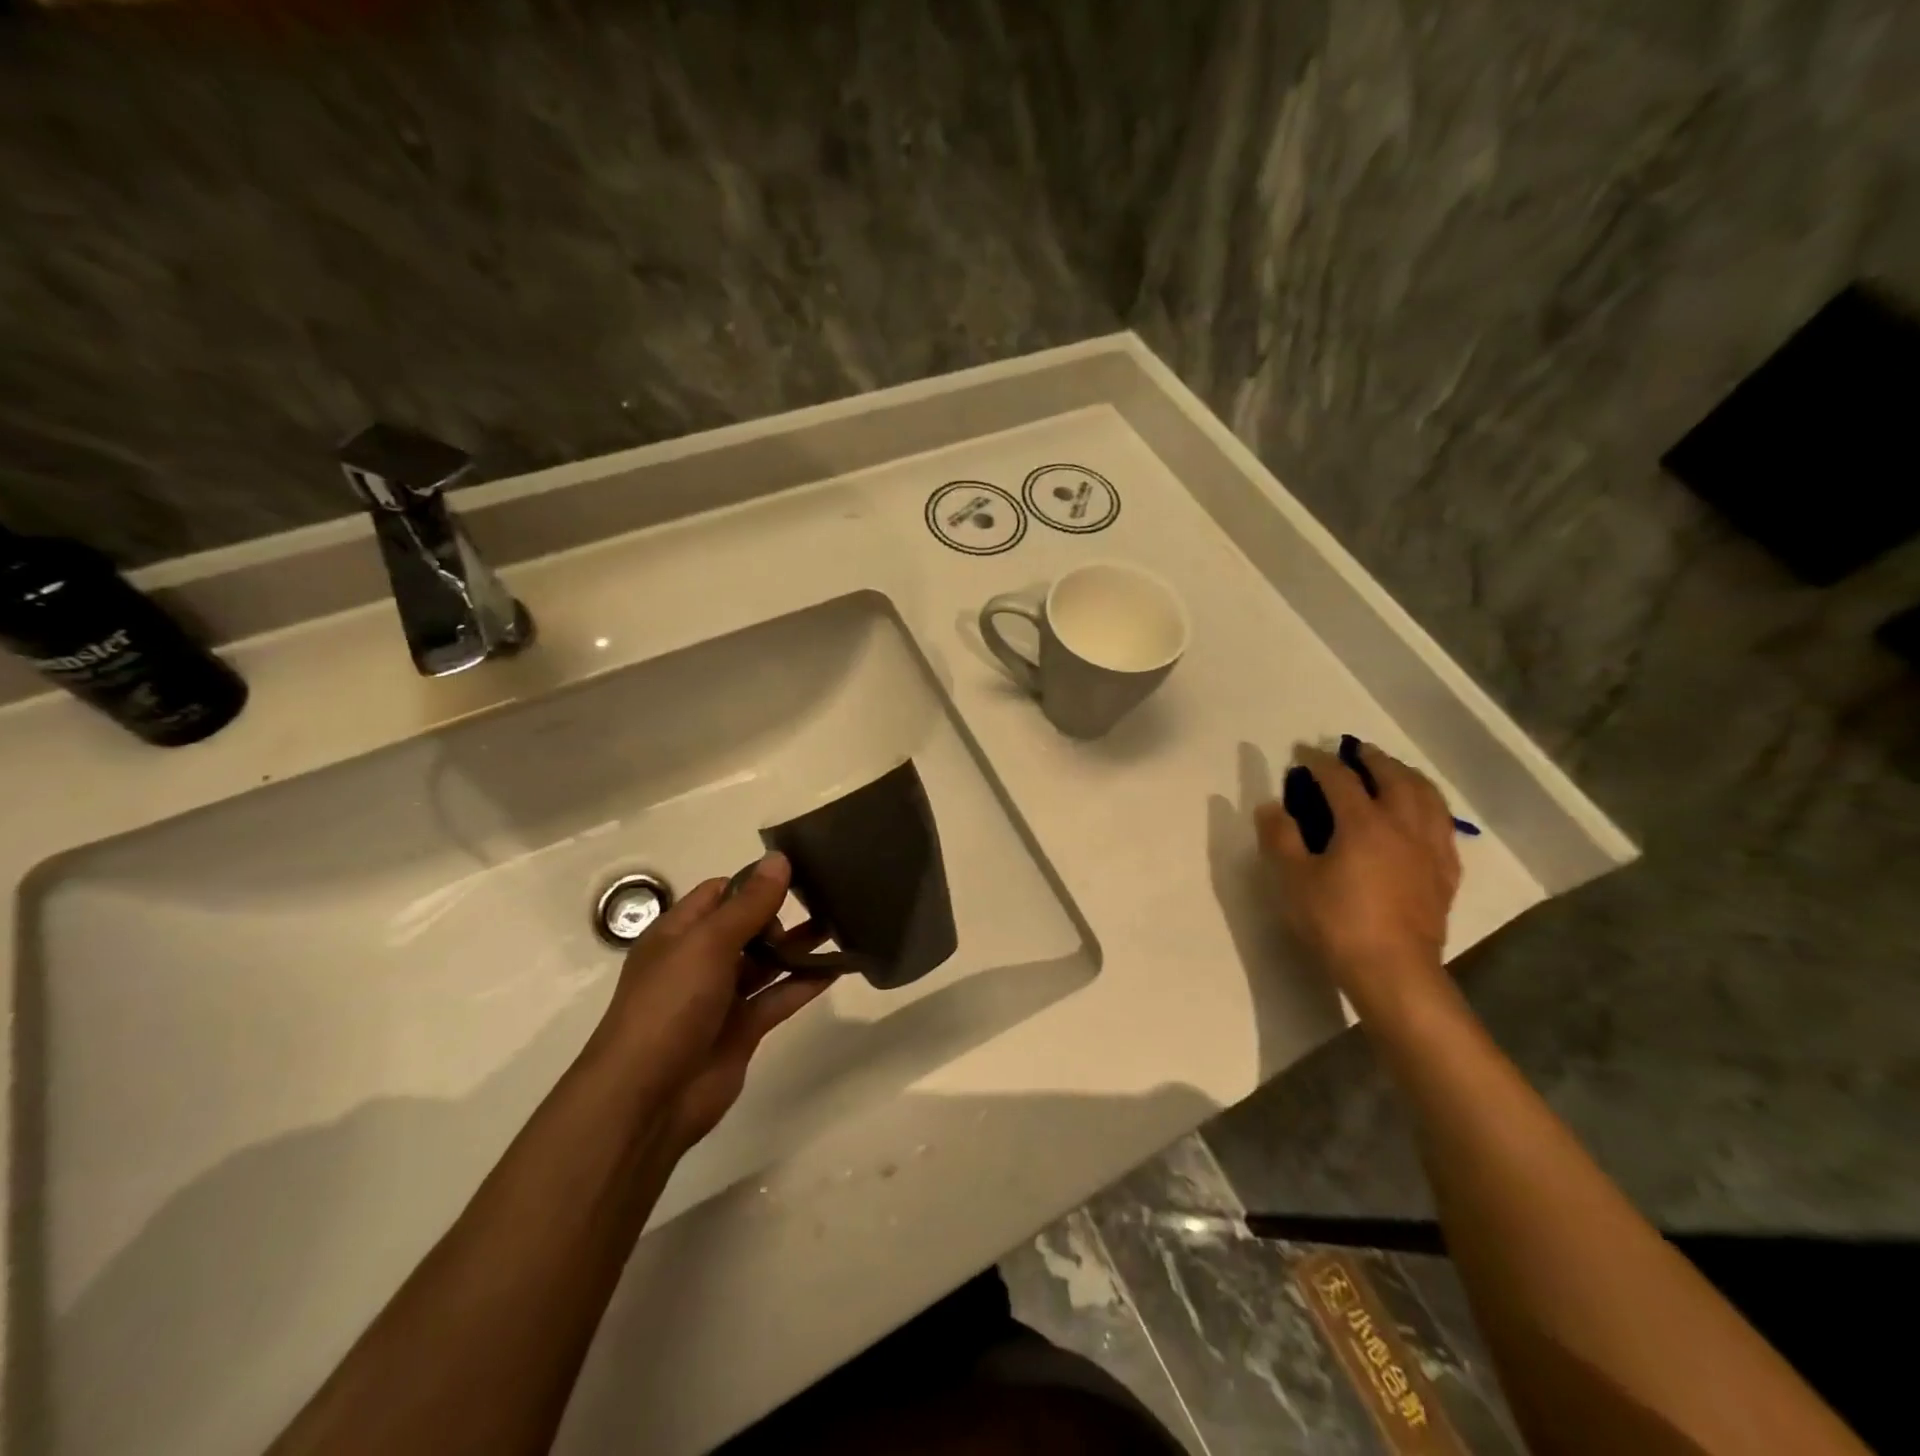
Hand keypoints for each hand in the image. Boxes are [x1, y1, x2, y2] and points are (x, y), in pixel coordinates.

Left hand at [585, 852, 831, 1153]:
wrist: (647, 1100)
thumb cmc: (670, 1006)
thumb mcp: (708, 944)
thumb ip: (749, 903)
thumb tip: (779, 858)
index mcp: (678, 934)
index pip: (719, 893)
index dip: (754, 882)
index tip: (798, 871)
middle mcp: (699, 961)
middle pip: (746, 927)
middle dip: (781, 913)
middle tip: (826, 899)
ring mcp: (721, 997)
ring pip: (766, 963)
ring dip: (799, 946)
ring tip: (842, 924)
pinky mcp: (743, 1030)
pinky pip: (779, 998)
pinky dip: (806, 983)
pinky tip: (838, 967)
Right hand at [1254, 742, 1461, 1017]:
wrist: (1393, 971)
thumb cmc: (1336, 922)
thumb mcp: (1293, 880)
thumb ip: (1279, 837)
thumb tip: (1270, 805)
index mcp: (1363, 823)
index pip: (1340, 779)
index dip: (1320, 761)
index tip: (1303, 752)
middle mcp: (1402, 826)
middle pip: (1394, 778)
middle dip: (1373, 759)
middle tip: (1356, 751)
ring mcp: (1430, 850)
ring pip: (1428, 798)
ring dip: (1408, 776)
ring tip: (1394, 772)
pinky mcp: (1445, 874)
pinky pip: (1443, 828)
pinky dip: (1430, 809)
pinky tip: (1423, 816)